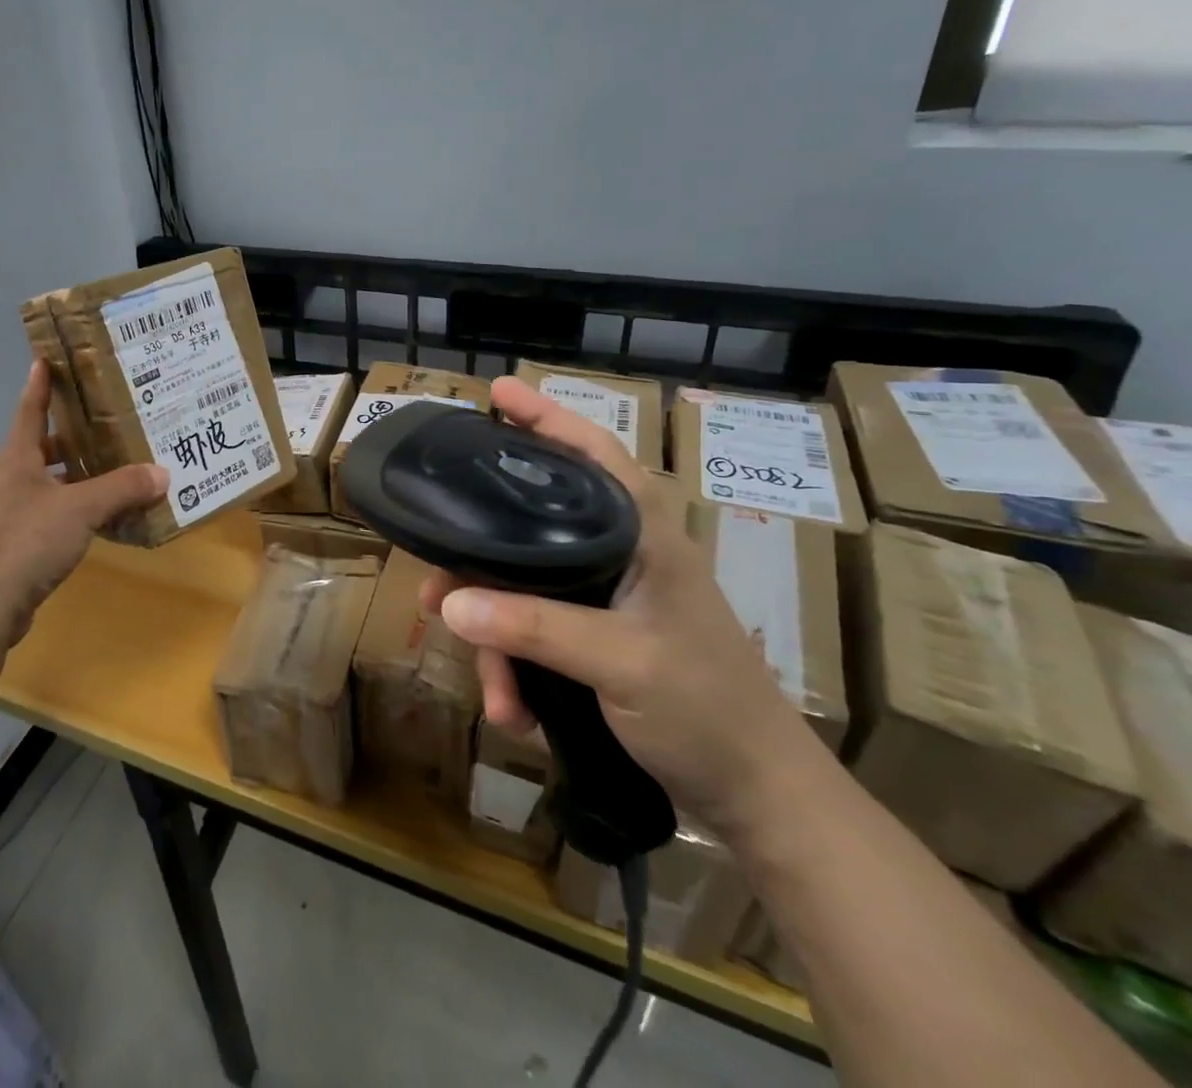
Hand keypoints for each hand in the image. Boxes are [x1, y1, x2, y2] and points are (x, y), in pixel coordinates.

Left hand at [0, 361, 167, 643]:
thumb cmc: (28, 539)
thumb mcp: (81, 508)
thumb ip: (122, 488)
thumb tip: (163, 473)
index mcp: (18, 458)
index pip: (30, 410)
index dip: (39, 383)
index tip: (46, 358)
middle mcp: (13, 479)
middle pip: (43, 445)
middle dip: (72, 432)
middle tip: (107, 418)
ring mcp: (14, 512)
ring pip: (51, 480)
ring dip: (78, 472)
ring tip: (115, 464)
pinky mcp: (21, 542)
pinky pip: (56, 512)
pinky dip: (78, 506)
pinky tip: (105, 514)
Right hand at [420, 375, 811, 833]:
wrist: (757, 799)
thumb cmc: (706, 710)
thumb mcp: (620, 662)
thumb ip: (534, 626)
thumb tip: (448, 600)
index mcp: (641, 537)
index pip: (594, 454)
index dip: (547, 418)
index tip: (497, 392)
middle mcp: (619, 556)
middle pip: (531, 528)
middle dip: (479, 562)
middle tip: (434, 581)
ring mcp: (605, 600)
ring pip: (522, 591)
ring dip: (497, 642)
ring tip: (494, 691)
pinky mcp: (594, 639)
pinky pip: (532, 636)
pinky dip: (517, 671)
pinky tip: (516, 712)